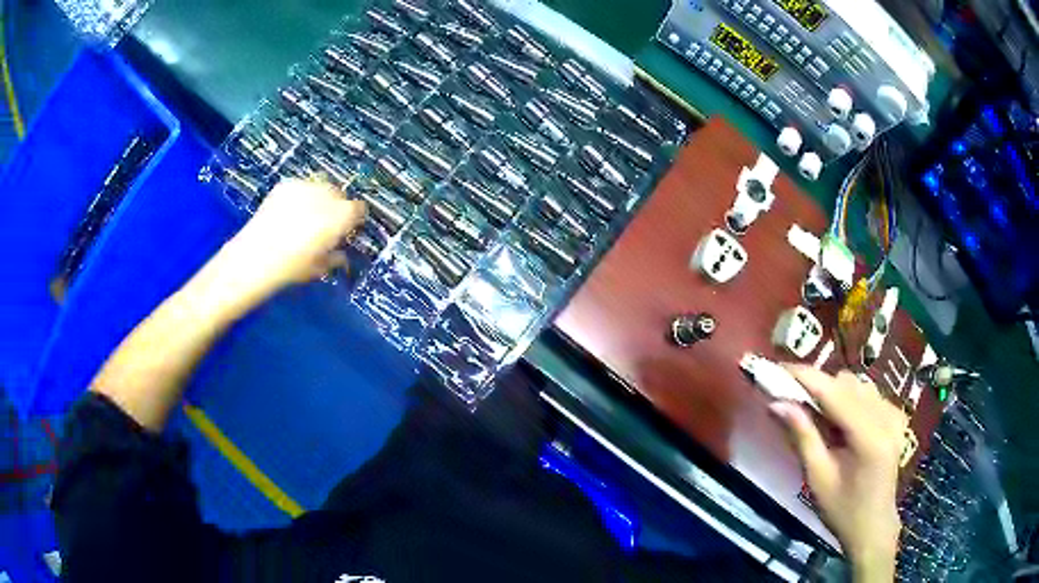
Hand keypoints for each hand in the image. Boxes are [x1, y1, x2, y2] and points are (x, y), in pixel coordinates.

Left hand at [215, 178, 365, 301]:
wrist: (256, 256)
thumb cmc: (292, 267)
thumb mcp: (319, 267)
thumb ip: (334, 257)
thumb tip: (339, 255)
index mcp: (342, 215)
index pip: (359, 209)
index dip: (353, 220)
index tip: (346, 230)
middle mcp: (328, 194)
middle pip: (340, 195)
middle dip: (335, 207)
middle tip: (323, 225)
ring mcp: (306, 185)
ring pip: (320, 187)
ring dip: (317, 199)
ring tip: (304, 217)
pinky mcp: (286, 184)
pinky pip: (300, 187)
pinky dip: (298, 196)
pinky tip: (287, 212)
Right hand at [769, 366, 906, 581]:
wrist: (873, 525)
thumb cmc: (842, 510)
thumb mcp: (817, 478)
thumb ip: (802, 436)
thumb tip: (776, 403)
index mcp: (869, 436)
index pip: (834, 392)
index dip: (805, 377)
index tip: (776, 368)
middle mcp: (886, 416)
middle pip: (847, 383)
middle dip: (817, 386)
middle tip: (789, 398)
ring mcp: (894, 413)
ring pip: (857, 385)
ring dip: (832, 391)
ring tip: (813, 412)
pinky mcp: (896, 416)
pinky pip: (867, 394)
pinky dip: (848, 399)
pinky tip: (838, 420)